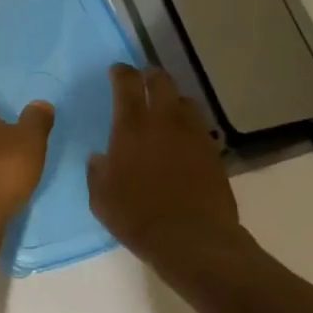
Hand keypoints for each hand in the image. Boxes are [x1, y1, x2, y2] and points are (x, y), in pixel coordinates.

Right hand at [88, 65, 249, 280]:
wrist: (193, 241)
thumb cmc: (138, 217)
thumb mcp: (101, 198)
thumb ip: (98, 171)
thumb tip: (100, 158)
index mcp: (132, 126)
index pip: (127, 83)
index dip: (121, 72)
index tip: (116, 71)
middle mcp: (165, 120)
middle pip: (161, 81)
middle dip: (150, 77)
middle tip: (143, 84)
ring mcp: (193, 134)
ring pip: (186, 101)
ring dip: (173, 101)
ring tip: (166, 112)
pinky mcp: (214, 152)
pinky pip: (200, 127)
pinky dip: (189, 127)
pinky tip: (183, 142)